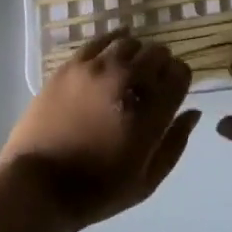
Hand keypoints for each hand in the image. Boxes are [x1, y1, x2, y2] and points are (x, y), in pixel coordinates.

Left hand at [0, 29, 200, 229]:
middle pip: (157, 54)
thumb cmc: (96, 191)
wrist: (38, 186)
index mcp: (149, 114)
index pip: (179, 75)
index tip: (173, 88)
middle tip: (152, 80)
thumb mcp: (146, 182)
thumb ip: (174, 144)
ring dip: (137, 53)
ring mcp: (97, 69)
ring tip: (131, 67)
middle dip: (161, 64)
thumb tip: (193, 111)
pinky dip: (114, 39)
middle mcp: (127, 82)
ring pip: (130, 43)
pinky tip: (116, 45)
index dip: (180, 79)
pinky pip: (101, 40)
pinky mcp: (72, 65)